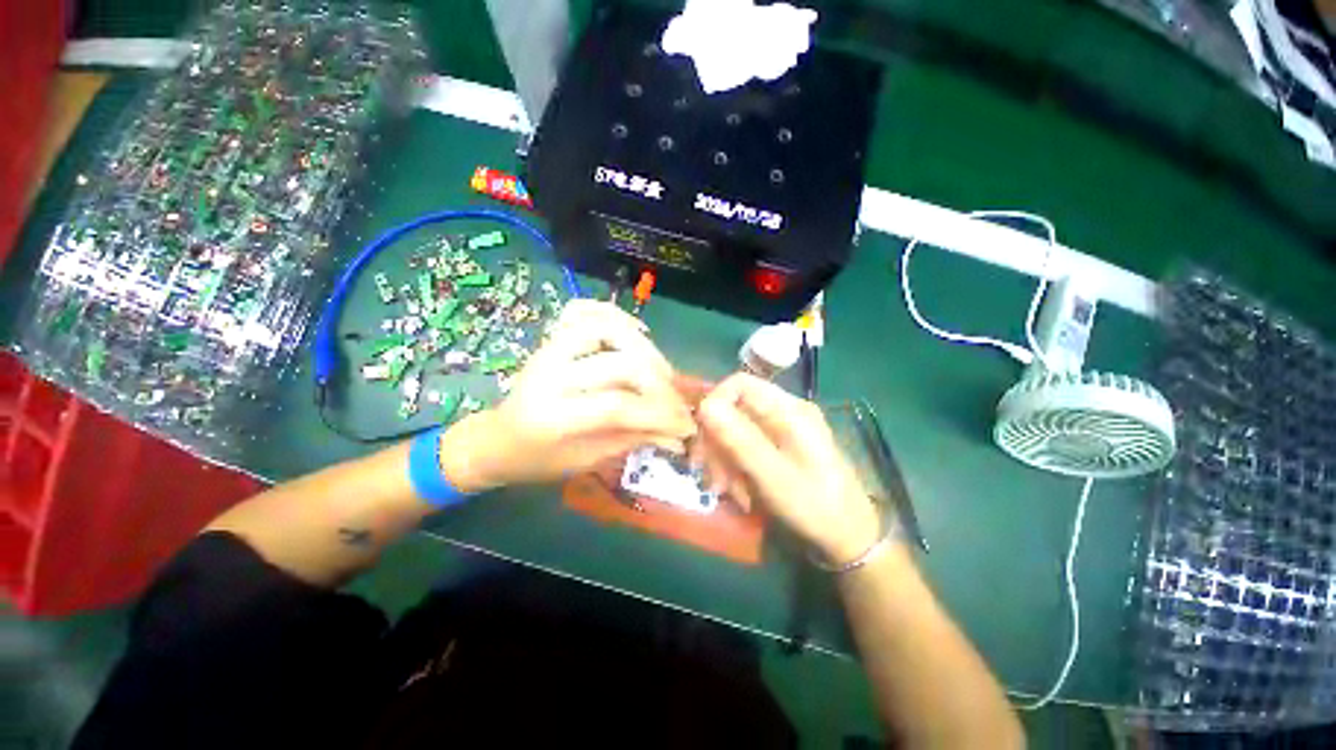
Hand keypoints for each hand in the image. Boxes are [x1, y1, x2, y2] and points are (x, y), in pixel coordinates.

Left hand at [441, 300, 694, 490]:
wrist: (497, 439)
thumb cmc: (539, 459)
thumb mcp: (587, 460)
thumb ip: (633, 439)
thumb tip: (678, 434)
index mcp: (552, 416)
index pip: (618, 407)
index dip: (660, 414)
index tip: (687, 425)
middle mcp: (548, 373)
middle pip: (619, 364)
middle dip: (659, 383)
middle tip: (676, 400)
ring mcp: (548, 348)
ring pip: (605, 328)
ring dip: (643, 346)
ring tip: (660, 370)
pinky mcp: (552, 337)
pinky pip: (584, 310)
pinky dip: (615, 314)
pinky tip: (636, 332)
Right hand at [696, 373, 881, 563]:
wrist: (850, 538)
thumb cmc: (815, 506)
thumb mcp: (773, 475)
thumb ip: (740, 439)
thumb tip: (705, 405)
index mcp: (789, 410)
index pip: (739, 384)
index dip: (714, 403)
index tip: (700, 435)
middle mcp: (783, 413)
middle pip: (733, 410)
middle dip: (716, 442)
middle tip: (708, 475)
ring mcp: (779, 431)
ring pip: (733, 432)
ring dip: (722, 460)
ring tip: (725, 491)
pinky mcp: (776, 448)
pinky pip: (743, 448)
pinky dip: (734, 469)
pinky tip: (737, 492)